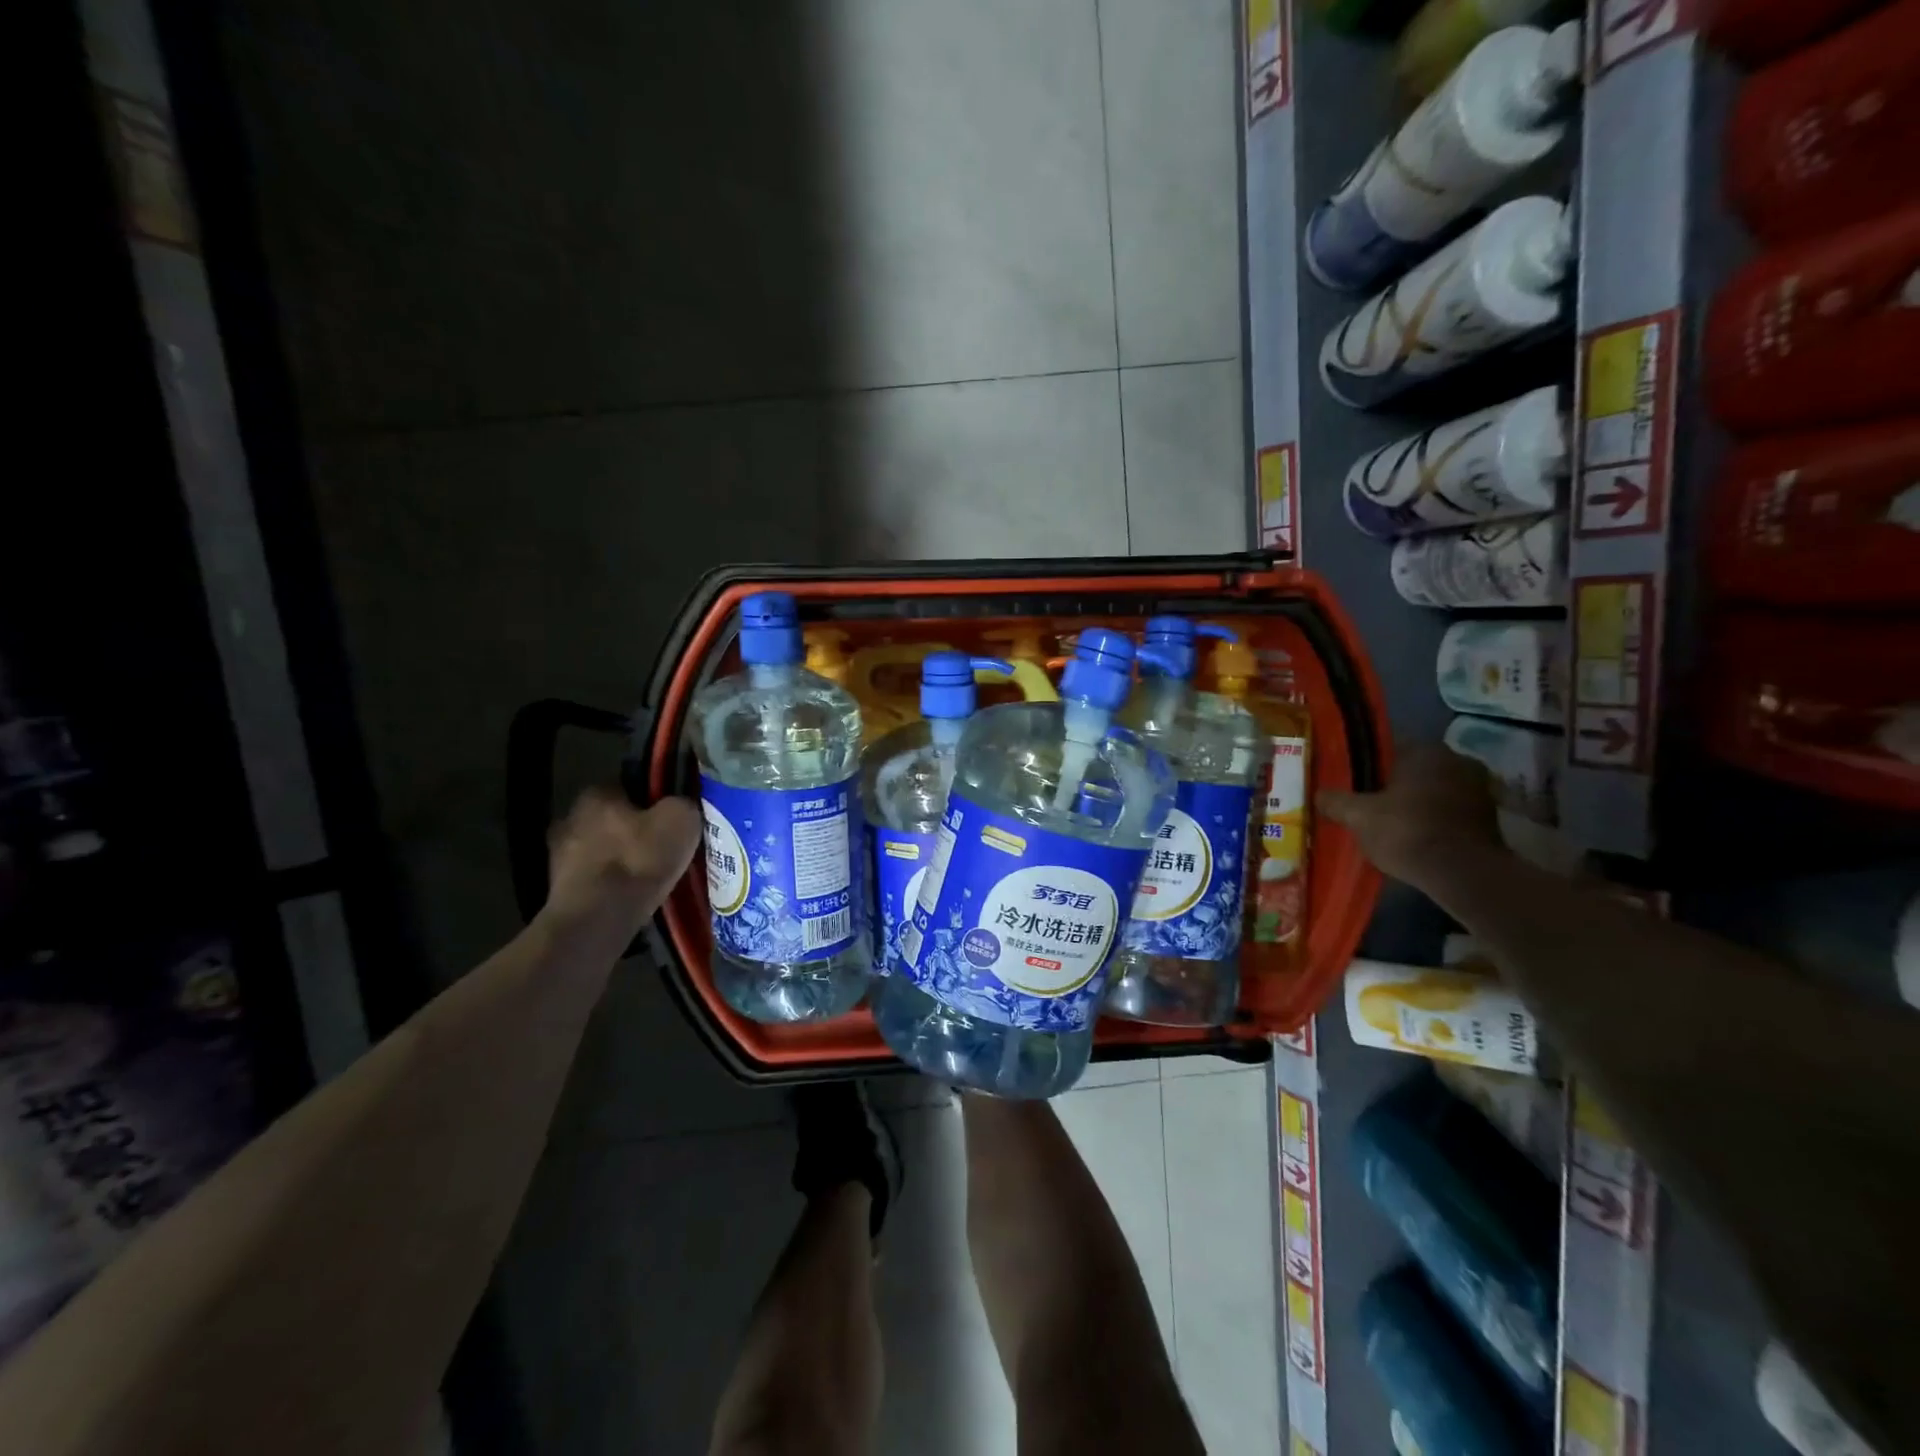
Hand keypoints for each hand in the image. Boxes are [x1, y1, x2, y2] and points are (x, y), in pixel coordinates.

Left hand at [545, 789, 700, 939]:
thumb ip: (682, 803)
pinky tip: (632, 897)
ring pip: (603, 850)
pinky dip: (611, 885)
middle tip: (664, 848)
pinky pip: (595, 879)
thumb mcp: (681, 820)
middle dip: (636, 831)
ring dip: (622, 860)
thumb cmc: (639, 861)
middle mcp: (570, 817)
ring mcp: (558, 856)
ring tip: (651, 877)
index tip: (672, 818)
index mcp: (596, 792)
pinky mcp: (558, 890)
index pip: (630, 785)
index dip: (655, 800)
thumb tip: (681, 805)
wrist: (597, 920)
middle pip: (613, 819)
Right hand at [1318, 743, 1501, 889]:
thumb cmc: (1406, 832)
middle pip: (1413, 769)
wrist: (1463, 874)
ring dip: (1415, 802)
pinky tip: (1415, 837)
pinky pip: (1449, 810)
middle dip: (1392, 784)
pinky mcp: (1489, 817)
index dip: (1366, 764)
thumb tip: (1318, 794)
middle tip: (1367, 803)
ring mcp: (1478, 788)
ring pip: (1433, 790)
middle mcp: (1456, 760)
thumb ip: (1335, 801)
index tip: (1351, 781)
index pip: (1388, 747)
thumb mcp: (1358, 816)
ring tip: (1390, 823)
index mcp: (1425, 751)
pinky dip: (1433, 819)